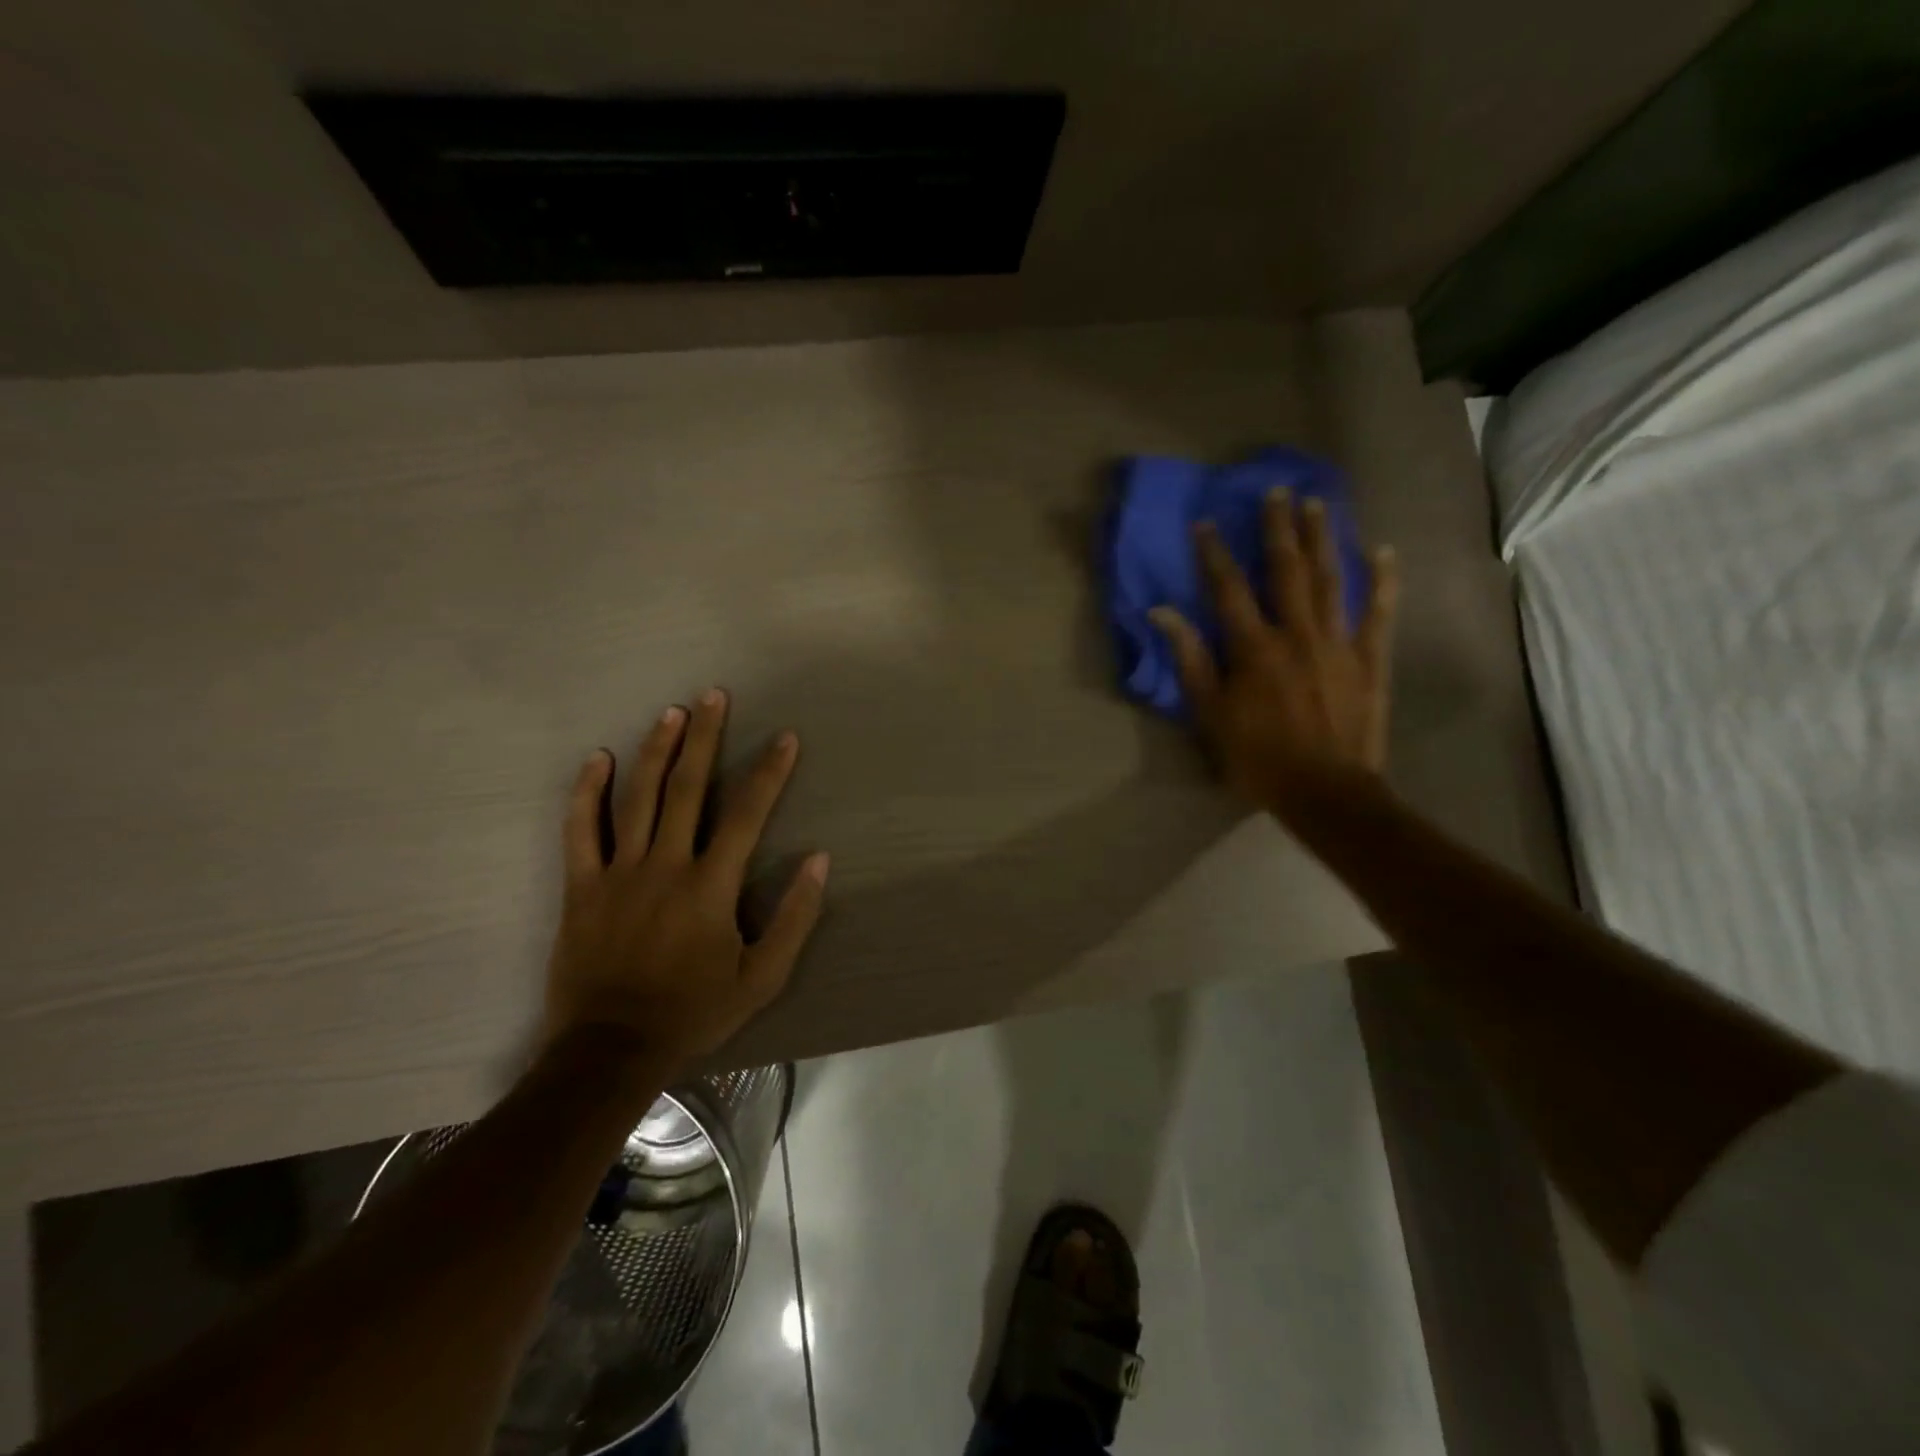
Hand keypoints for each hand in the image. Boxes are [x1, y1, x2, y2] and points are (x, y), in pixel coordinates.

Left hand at [545, 689, 828, 1070]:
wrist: (609, 1050)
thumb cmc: (693, 1011)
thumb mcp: (762, 977)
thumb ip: (795, 917)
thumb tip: (818, 860)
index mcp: (710, 886)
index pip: (748, 814)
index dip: (769, 772)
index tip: (785, 738)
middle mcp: (665, 865)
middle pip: (688, 788)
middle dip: (705, 737)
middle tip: (714, 694)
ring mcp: (618, 872)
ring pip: (637, 797)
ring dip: (656, 750)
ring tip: (671, 712)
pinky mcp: (581, 886)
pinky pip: (579, 829)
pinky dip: (587, 792)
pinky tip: (598, 759)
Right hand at [1150, 491, 1399, 825]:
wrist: (1325, 792)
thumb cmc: (1258, 758)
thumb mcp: (1210, 715)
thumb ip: (1191, 661)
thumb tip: (1164, 614)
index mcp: (1254, 648)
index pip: (1229, 590)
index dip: (1215, 555)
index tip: (1206, 523)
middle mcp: (1297, 633)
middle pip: (1286, 570)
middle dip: (1278, 528)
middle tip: (1277, 490)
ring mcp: (1339, 643)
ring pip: (1330, 580)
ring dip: (1322, 539)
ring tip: (1317, 503)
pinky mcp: (1371, 659)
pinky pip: (1380, 613)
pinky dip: (1383, 581)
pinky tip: (1383, 550)